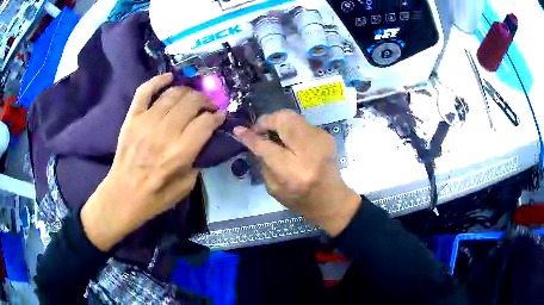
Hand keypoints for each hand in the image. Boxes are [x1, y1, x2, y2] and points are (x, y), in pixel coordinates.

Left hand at [81, 73, 225, 250]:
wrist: (123, 195)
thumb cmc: (155, 197)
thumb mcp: (186, 186)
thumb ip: (197, 161)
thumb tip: (204, 140)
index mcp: (180, 153)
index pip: (206, 122)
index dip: (218, 116)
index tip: (220, 116)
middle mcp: (164, 132)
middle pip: (191, 102)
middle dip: (205, 101)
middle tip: (208, 106)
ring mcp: (146, 122)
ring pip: (173, 93)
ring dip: (188, 92)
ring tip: (191, 98)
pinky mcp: (132, 118)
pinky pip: (145, 91)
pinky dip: (158, 80)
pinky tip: (169, 77)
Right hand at [234, 110, 360, 236]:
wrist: (332, 199)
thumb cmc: (300, 200)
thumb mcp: (274, 188)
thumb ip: (262, 161)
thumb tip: (252, 139)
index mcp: (293, 171)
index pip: (266, 146)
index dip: (250, 136)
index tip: (239, 130)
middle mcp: (309, 151)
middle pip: (283, 119)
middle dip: (267, 121)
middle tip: (259, 131)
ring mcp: (321, 140)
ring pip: (293, 116)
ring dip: (278, 122)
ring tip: (273, 134)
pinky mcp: (326, 135)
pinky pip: (302, 123)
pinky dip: (290, 127)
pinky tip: (289, 140)